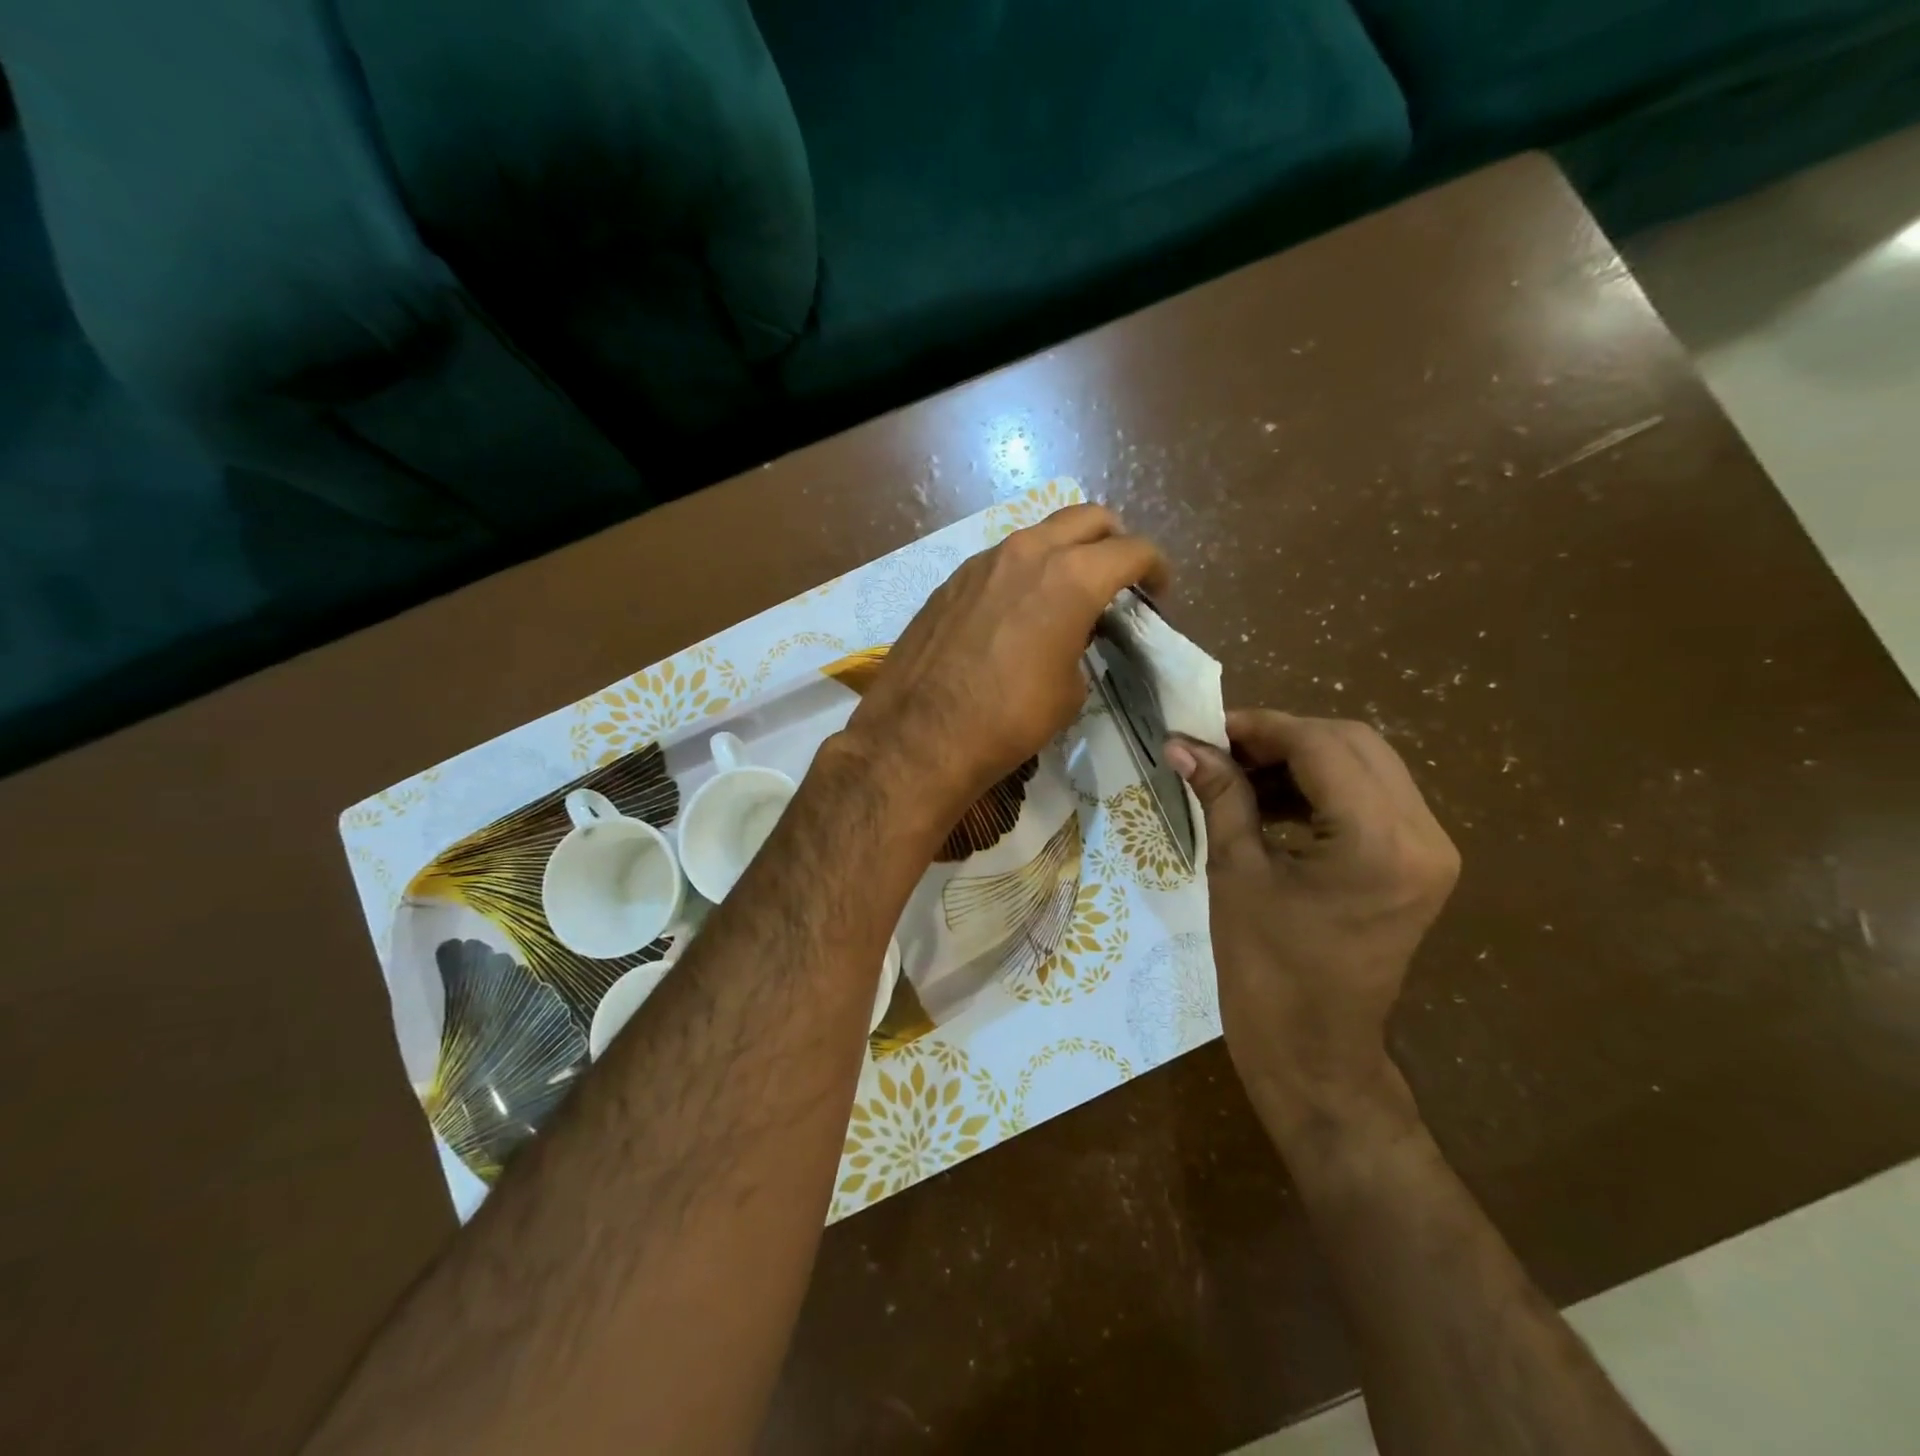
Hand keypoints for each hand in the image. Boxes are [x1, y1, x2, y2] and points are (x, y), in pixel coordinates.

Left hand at [844, 504, 1166, 822]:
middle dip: (1113, 541)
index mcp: (1072, 577)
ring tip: (1067, 592)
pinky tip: (1018, 609)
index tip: (1158, 591)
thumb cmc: (1009, 719)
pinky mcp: (952, 580)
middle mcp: (1028, 553)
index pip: (1132, 550)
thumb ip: (1082, 646)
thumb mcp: (1069, 690)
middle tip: (1119, 577)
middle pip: (1088, 518)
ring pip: (1039, 534)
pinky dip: (1024, 571)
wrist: (919, 736)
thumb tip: (1073, 636)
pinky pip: (1002, 560)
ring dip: (1064, 552)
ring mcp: (983, 561)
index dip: (1155, 568)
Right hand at [1167, 711, 1459, 1130]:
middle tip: (1221, 749)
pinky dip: (1320, 786)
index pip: (1322, 746)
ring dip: (1300, 759)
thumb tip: (1183, 744)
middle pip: (1353, 744)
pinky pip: (1371, 797)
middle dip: (1282, 737)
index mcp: (1379, 843)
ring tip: (1238, 774)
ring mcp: (1430, 850)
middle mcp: (1423, 835)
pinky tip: (1270, 800)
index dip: (1260, 726)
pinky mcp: (1420, 863)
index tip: (1206, 728)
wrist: (1314, 1052)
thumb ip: (1221, 796)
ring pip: (1366, 764)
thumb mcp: (1235, 873)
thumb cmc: (1265, 971)